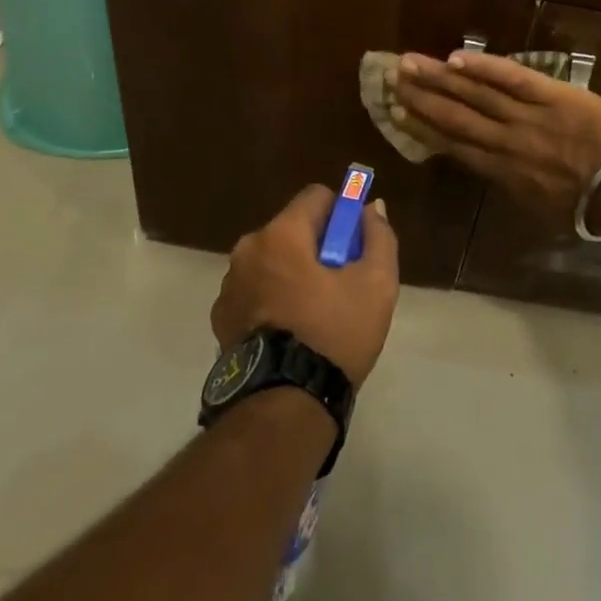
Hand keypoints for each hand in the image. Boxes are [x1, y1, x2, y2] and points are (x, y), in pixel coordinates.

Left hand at [211, 185, 399, 387]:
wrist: (283, 405)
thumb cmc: (333, 334)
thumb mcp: (376, 284)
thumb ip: (379, 236)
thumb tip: (372, 208)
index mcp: (281, 234)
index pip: (316, 196)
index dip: (341, 214)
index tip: (353, 245)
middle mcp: (247, 249)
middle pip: (292, 229)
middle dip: (317, 247)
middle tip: (339, 284)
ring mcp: (229, 285)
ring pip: (272, 261)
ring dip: (292, 273)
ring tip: (314, 314)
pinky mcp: (220, 318)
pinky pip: (255, 291)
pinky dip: (272, 299)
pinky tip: (290, 332)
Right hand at [388, 51, 600, 222]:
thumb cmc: (589, 207)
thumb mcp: (541, 209)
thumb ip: (513, 186)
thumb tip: (494, 170)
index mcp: (502, 172)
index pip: (455, 145)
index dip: (424, 128)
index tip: (400, 113)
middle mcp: (504, 142)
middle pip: (455, 116)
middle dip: (422, 97)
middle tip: (392, 79)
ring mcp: (526, 116)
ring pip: (475, 94)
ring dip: (440, 78)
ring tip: (411, 64)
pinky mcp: (550, 95)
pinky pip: (512, 78)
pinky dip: (484, 67)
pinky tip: (456, 57)